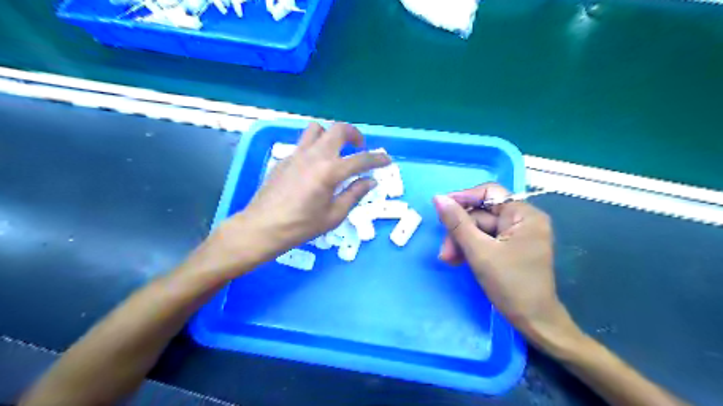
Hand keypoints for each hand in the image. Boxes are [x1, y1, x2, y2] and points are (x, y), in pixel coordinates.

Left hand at [223, 123, 388, 255]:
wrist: (262, 227)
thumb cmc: (301, 226)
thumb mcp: (333, 215)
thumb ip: (354, 194)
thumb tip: (370, 181)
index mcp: (330, 171)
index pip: (360, 159)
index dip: (377, 159)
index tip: (386, 160)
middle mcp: (315, 155)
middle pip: (338, 129)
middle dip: (354, 134)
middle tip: (359, 147)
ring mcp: (297, 154)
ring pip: (317, 129)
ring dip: (331, 135)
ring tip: (336, 151)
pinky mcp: (285, 158)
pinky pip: (304, 142)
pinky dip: (316, 146)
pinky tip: (315, 165)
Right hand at [431, 184, 580, 344]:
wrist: (534, 322)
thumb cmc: (510, 284)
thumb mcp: (479, 251)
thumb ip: (457, 223)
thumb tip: (438, 198)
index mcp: (524, 215)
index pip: (490, 192)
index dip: (464, 198)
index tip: (442, 208)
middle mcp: (523, 220)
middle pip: (482, 214)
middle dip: (460, 230)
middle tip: (444, 251)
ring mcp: (517, 234)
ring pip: (480, 228)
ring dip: (462, 242)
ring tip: (448, 259)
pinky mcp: (511, 247)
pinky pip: (486, 239)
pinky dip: (471, 248)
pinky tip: (458, 260)